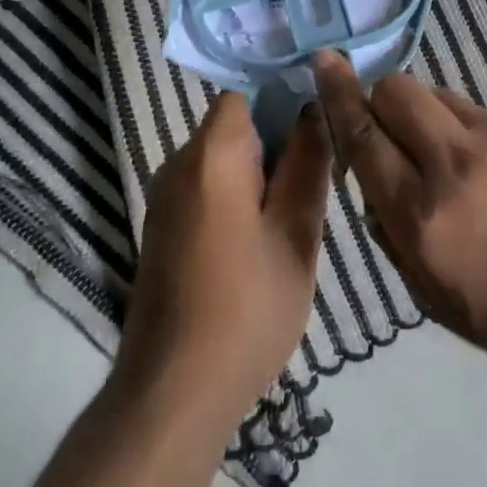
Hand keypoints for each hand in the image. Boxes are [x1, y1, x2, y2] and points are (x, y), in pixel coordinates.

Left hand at [116, 93, 333, 424]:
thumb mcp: (296, 233)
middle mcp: (178, 165)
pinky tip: (265, 235)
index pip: (246, 93)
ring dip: (262, 170)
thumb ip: (307, 164)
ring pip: (223, 159)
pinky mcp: (162, 228)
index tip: (323, 118)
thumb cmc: (247, 307)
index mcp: (211, 156)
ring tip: (300, 206)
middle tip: (322, 171)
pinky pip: (208, 187)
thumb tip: (314, 109)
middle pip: (235, 125)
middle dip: (279, 138)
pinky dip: (239, 194)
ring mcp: (164, 199)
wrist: (173, 394)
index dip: (285, 95)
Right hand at [314, 52, 486, 392]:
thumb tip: (375, 190)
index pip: (362, 139)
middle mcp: (454, 164)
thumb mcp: (444, 302)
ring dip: (427, 116)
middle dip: (378, 98)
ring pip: (438, 95)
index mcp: (425, 221)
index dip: (338, 97)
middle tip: (390, 127)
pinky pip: (482, 112)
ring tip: (453, 159)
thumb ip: (397, 239)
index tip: (323, 63)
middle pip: (395, 91)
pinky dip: (473, 132)